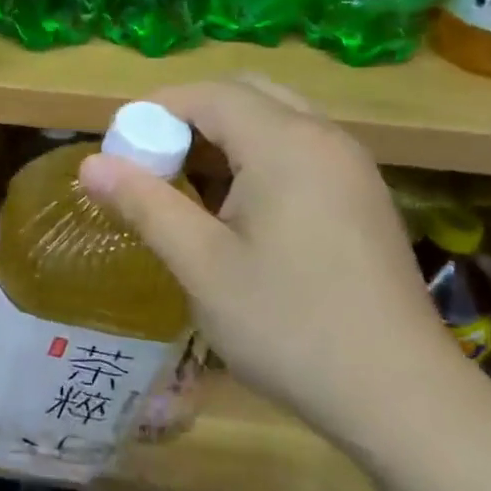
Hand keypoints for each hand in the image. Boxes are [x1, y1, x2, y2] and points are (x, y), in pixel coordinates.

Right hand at [78, 74, 465, 441]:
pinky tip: (235, 210)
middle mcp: (325, 138)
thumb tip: (90, 164)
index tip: (117, 147)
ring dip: (221, 138)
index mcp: (286, 143)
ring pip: (274, 121)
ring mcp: (351, 167)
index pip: (208, 94)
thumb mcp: (202, 266)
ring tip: (183, 187)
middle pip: (244, 95)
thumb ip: (144, 204)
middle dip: (188, 117)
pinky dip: (254, 158)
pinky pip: (298, 150)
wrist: (400, 396)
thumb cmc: (289, 325)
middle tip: (150, 162)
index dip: (154, 109)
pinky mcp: (361, 197)